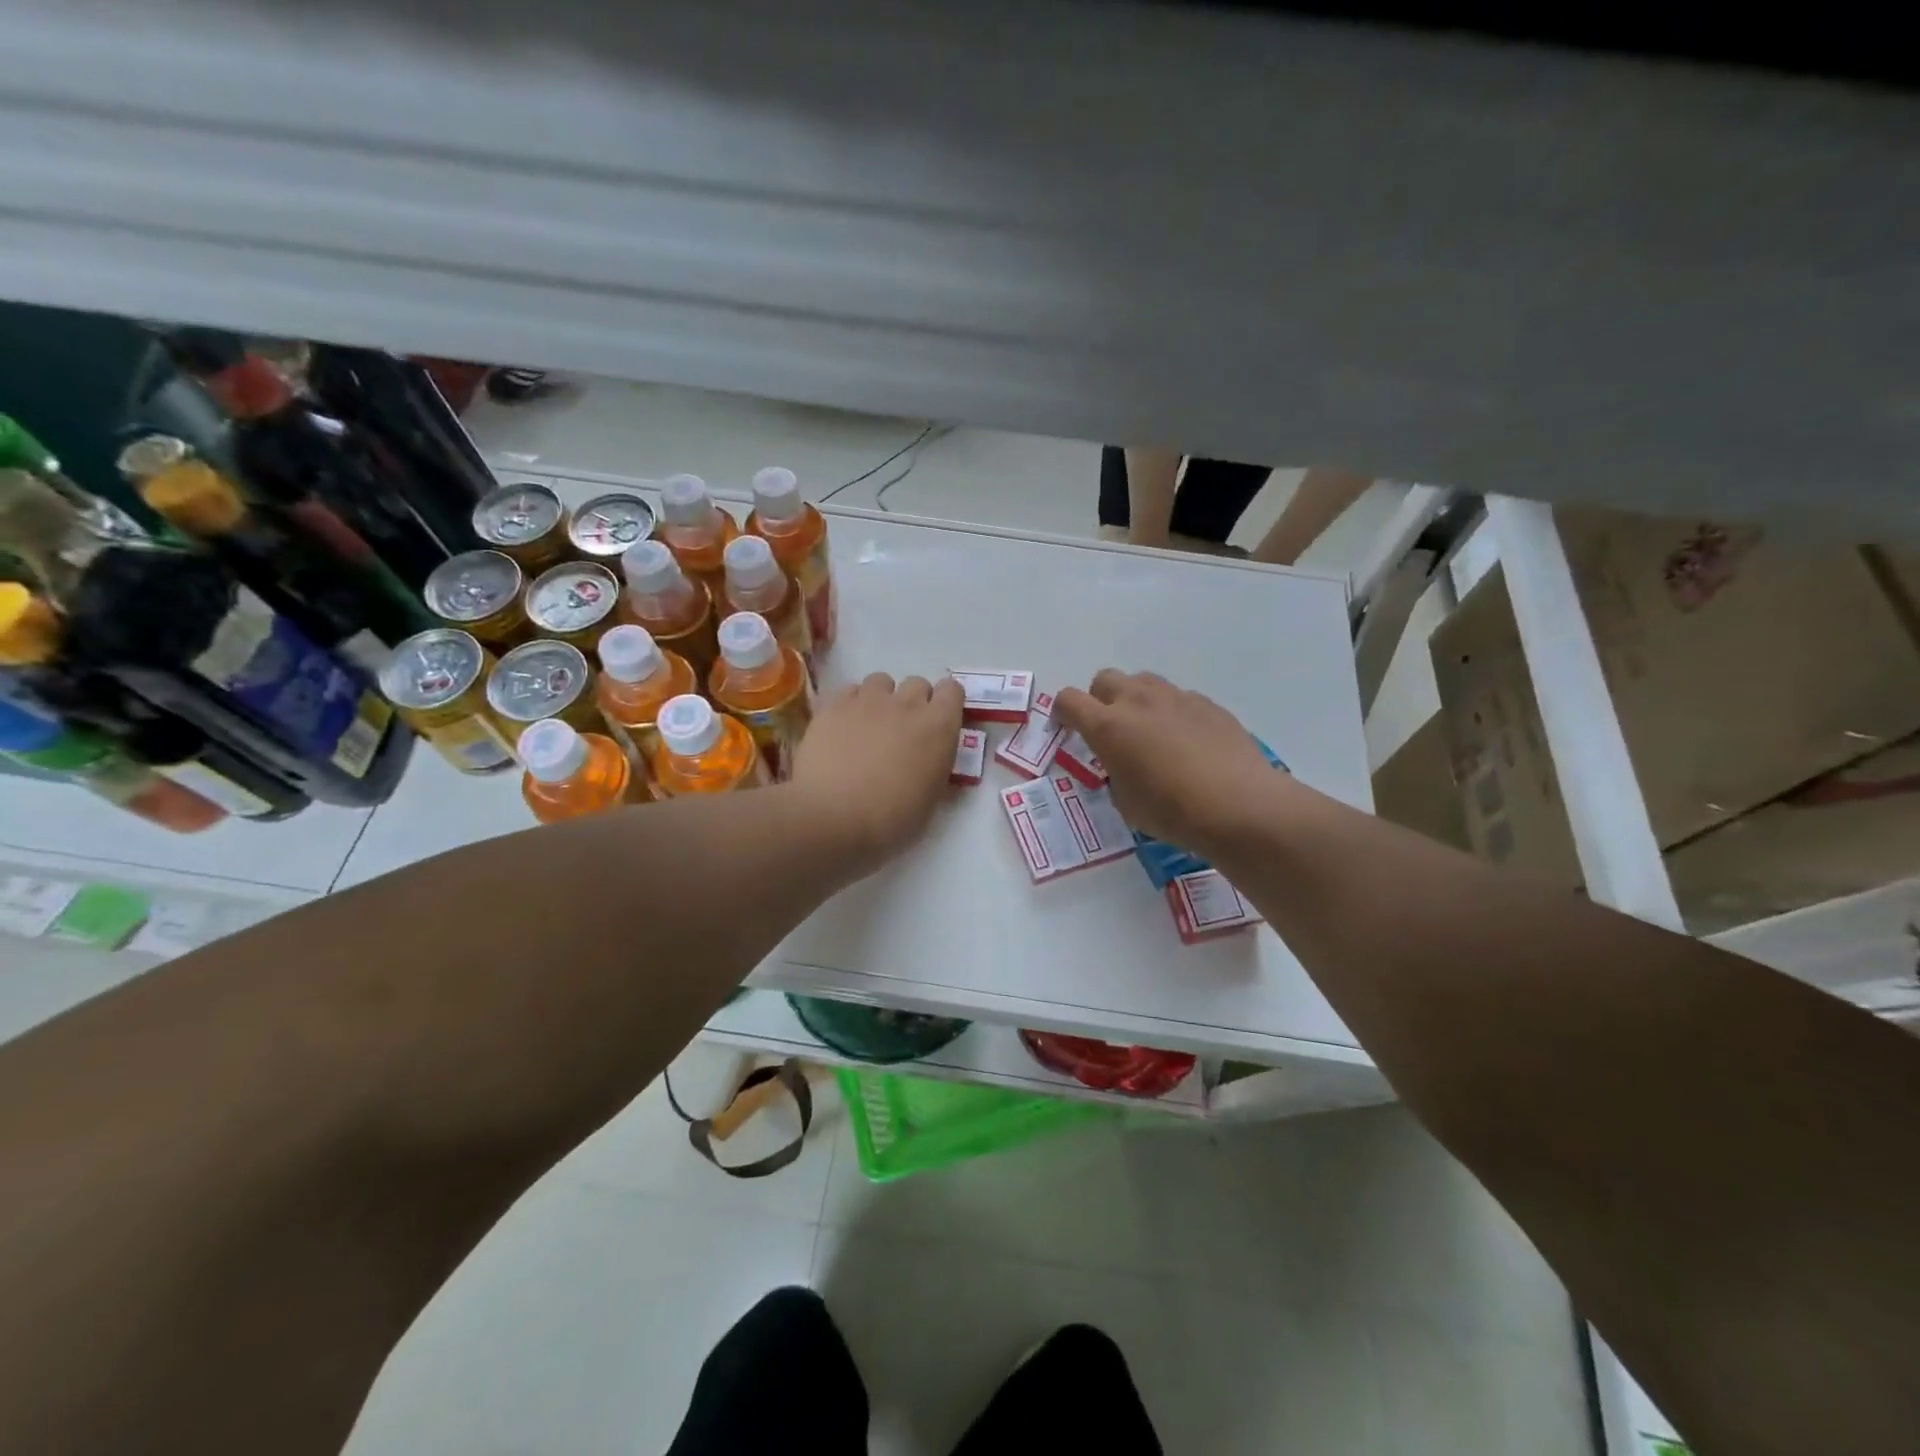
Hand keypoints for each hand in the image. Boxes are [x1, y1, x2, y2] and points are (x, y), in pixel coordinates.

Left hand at [792, 673, 963, 869]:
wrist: (833, 817)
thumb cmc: (891, 819)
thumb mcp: (930, 800)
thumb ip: (935, 769)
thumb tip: (931, 761)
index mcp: (939, 727)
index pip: (953, 690)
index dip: (946, 703)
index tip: (938, 721)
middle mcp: (907, 704)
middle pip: (917, 683)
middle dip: (914, 701)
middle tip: (902, 730)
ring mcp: (868, 701)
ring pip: (881, 681)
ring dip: (881, 698)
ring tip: (869, 724)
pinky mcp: (834, 705)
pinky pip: (849, 691)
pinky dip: (850, 704)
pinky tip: (843, 727)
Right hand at [1052, 670, 1280, 853]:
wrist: (1239, 805)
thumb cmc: (1172, 811)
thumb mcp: (1126, 803)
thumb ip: (1115, 775)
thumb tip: (1124, 766)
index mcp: (1108, 726)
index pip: (1069, 700)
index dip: (1062, 712)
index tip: (1066, 729)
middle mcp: (1138, 701)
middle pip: (1105, 679)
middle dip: (1100, 700)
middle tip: (1111, 731)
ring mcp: (1176, 698)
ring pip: (1143, 682)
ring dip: (1136, 701)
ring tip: (1149, 733)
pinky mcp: (1208, 704)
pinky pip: (1178, 699)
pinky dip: (1172, 714)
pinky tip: (1188, 744)